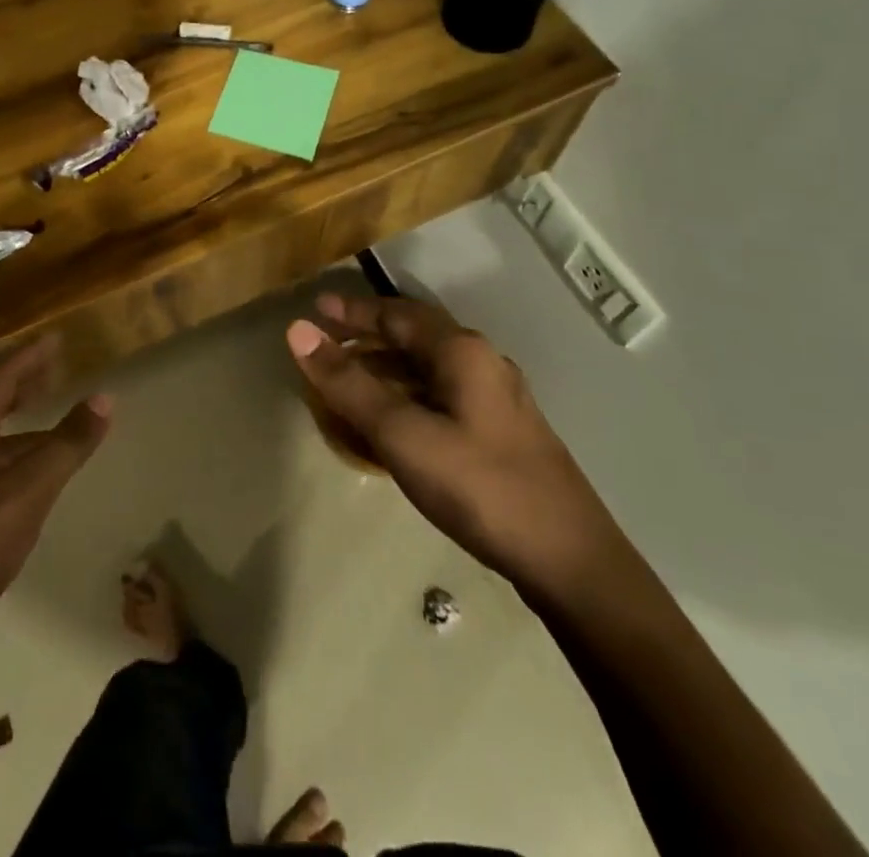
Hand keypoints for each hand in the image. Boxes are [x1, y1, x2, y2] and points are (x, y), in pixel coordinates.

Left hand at [0, 338, 110, 663]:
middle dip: (22, 385)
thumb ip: (64, 448)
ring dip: (17, 429)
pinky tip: (20, 487)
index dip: (32, 356)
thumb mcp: (22, 498)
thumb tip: (104, 396)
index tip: (57, 337)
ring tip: (50, 429)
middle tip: (54, 371)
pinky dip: (6, 462)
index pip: (1, 378)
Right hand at [286, 293, 627, 601]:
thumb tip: (298, 331)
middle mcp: (482, 363)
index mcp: (462, 351)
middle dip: (369, 335)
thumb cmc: (479, 486)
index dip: (353, 310)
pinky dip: (408, 393)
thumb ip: (348, 383)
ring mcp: (497, 399)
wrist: (571, 561)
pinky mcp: (502, 432)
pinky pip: (442, 395)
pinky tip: (395, 421)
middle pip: (415, 336)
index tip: (317, 307)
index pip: (396, 315)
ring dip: (387, 366)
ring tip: (350, 379)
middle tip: (328, 341)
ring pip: (429, 367)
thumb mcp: (402, 434)